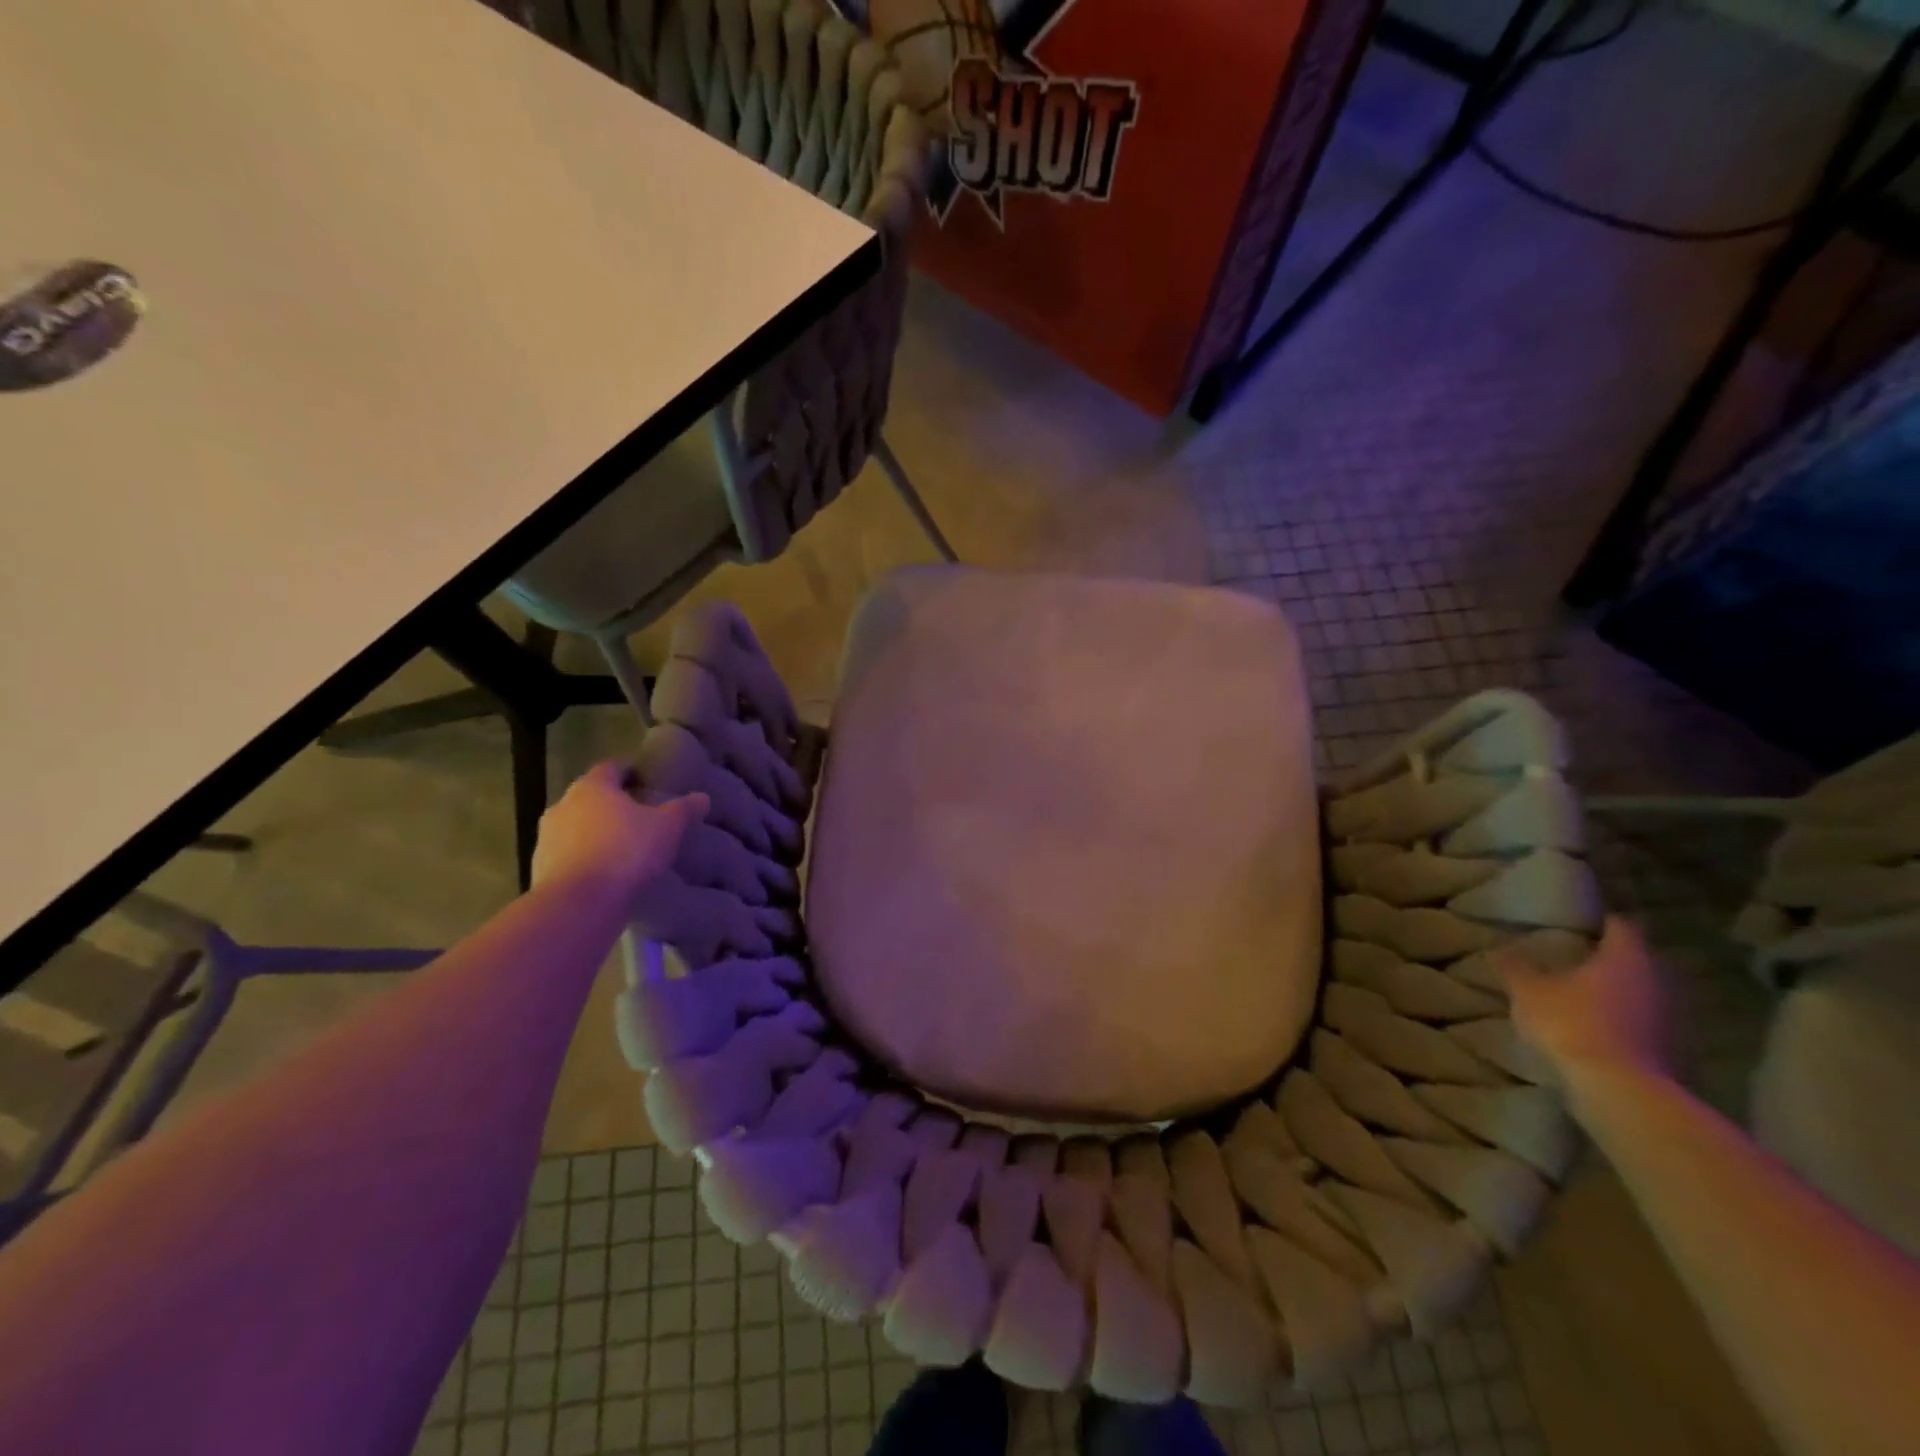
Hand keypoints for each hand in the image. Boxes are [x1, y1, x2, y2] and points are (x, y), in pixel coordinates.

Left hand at [530, 760, 707, 903]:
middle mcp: (563, 805)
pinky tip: (604, 875)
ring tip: (622, 849)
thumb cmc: (625, 852)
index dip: (630, 772)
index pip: (611, 768)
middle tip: (639, 817)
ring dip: (595, 833)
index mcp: (592, 787)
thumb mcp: (667, 828)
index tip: (646, 782)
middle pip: (591, 797)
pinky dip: (584, 859)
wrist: (578, 905)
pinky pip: (568, 856)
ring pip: (576, 827)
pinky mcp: (540, 869)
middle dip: (612, 804)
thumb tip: (702, 797)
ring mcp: (546, 838)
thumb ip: (684, 809)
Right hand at [1503, 916, 1674, 1094]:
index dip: (1601, 920)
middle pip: (1634, 960)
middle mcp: (1656, 981)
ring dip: (1616, 991)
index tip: (1581, 919)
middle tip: (1575, 954)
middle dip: (1608, 957)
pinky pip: (1642, 1023)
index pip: (1620, 926)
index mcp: (1626, 958)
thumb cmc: (1572, 1023)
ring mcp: (1668, 1018)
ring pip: (1640, 992)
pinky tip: (1595, 1025)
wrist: (1619, 1091)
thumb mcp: (1528, 991)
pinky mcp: (1668, 1049)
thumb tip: (1501, 948)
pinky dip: (1622, 1020)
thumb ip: (1517, 967)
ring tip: (1581, 991)